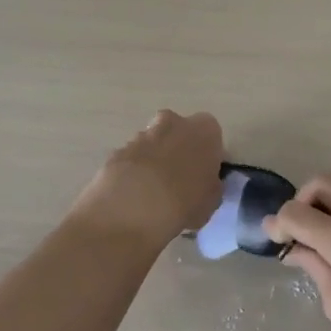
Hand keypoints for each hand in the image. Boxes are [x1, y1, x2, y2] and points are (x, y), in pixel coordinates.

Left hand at [73, 110, 224, 245]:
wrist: (134, 208)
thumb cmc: (186, 202)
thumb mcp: (212, 200)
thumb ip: (210, 185)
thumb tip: (203, 184)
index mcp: (203, 130)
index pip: (210, 134)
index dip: (207, 154)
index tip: (203, 174)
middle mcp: (173, 122)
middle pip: (178, 131)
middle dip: (177, 149)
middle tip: (178, 179)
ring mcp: (142, 135)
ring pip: (152, 143)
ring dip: (154, 160)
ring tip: (153, 193)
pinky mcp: (117, 150)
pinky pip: (131, 158)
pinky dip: (133, 172)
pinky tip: (133, 196)